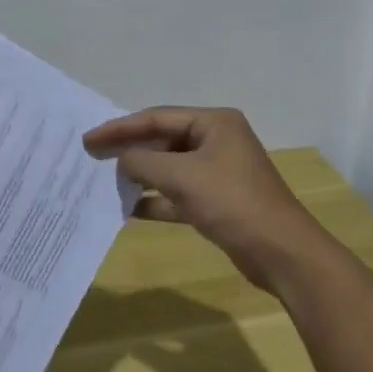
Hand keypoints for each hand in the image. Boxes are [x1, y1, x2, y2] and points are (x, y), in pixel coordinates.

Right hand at [83, 106, 323, 291]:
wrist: (282, 253)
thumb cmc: (233, 202)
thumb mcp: (182, 177)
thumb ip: (144, 163)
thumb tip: (122, 160)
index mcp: (214, 122)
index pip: (157, 117)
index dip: (120, 127)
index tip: (90, 138)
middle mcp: (217, 140)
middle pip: (163, 140)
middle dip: (129, 150)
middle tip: (92, 156)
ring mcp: (218, 172)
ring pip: (169, 168)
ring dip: (140, 175)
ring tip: (106, 182)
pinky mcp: (217, 201)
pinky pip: (178, 194)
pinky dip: (155, 199)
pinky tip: (129, 208)